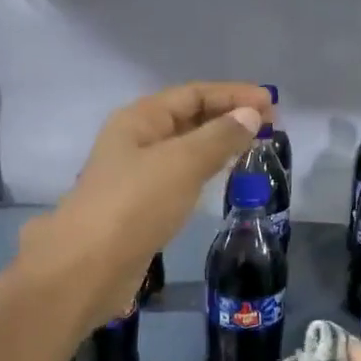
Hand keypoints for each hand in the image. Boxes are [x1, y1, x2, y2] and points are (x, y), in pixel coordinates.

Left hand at [18, 82, 267, 326]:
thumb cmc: (135, 204)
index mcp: (139, 119)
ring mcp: (136, 174)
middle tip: (270, 126)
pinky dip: (205, 170)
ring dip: (218, 143)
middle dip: (228, 117)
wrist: (88, 267)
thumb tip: (250, 114)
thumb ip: (219, 137)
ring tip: (253, 147)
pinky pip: (180, 176)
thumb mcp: (182, 163)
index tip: (271, 103)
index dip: (233, 94)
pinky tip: (222, 177)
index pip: (192, 94)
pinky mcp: (141, 206)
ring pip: (185, 148)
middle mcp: (135, 140)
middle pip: (188, 117)